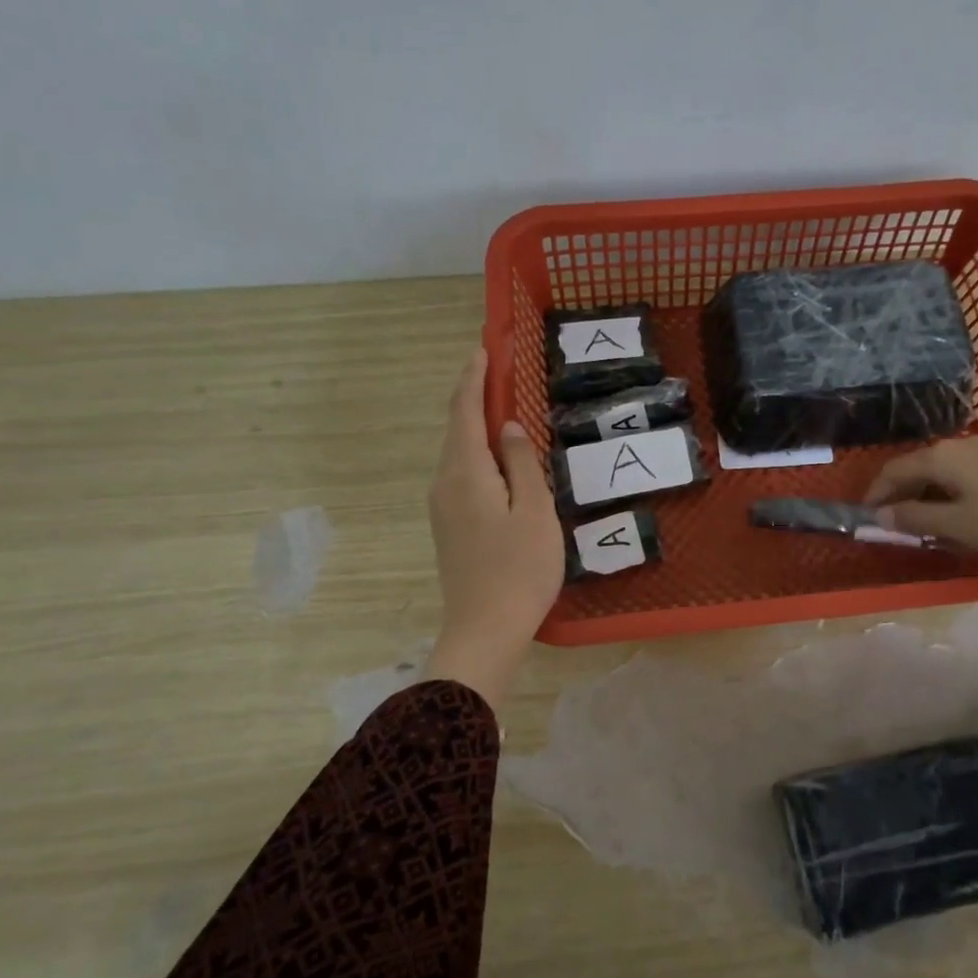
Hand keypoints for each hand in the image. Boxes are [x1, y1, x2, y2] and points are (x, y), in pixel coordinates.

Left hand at [424, 349, 563, 705]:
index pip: (465, 411)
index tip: (483, 347)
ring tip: (502, 408)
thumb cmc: (519, 569)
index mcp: (465, 472)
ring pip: (459, 454)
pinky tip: (499, 461)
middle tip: (498, 371)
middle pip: (457, 429)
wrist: (484, 630)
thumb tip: (506, 427)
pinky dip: (478, 455)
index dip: (473, 377)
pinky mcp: (449, 527)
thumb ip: (521, 463)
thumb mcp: (534, 512)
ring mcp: (442, 507)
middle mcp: (445, 483)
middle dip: (474, 396)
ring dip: (476, 427)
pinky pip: (462, 475)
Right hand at [865, 439, 977, 593]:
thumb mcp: (957, 525)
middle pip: (913, 470)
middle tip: (894, 528)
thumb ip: (914, 519)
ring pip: (938, 474)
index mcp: (937, 458)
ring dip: (924, 498)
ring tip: (924, 527)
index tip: (865, 520)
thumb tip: (880, 516)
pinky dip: (947, 495)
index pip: (891, 472)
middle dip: (899, 498)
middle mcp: (955, 447)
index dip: (874, 496)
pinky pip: (959, 477)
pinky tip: (958, 516)